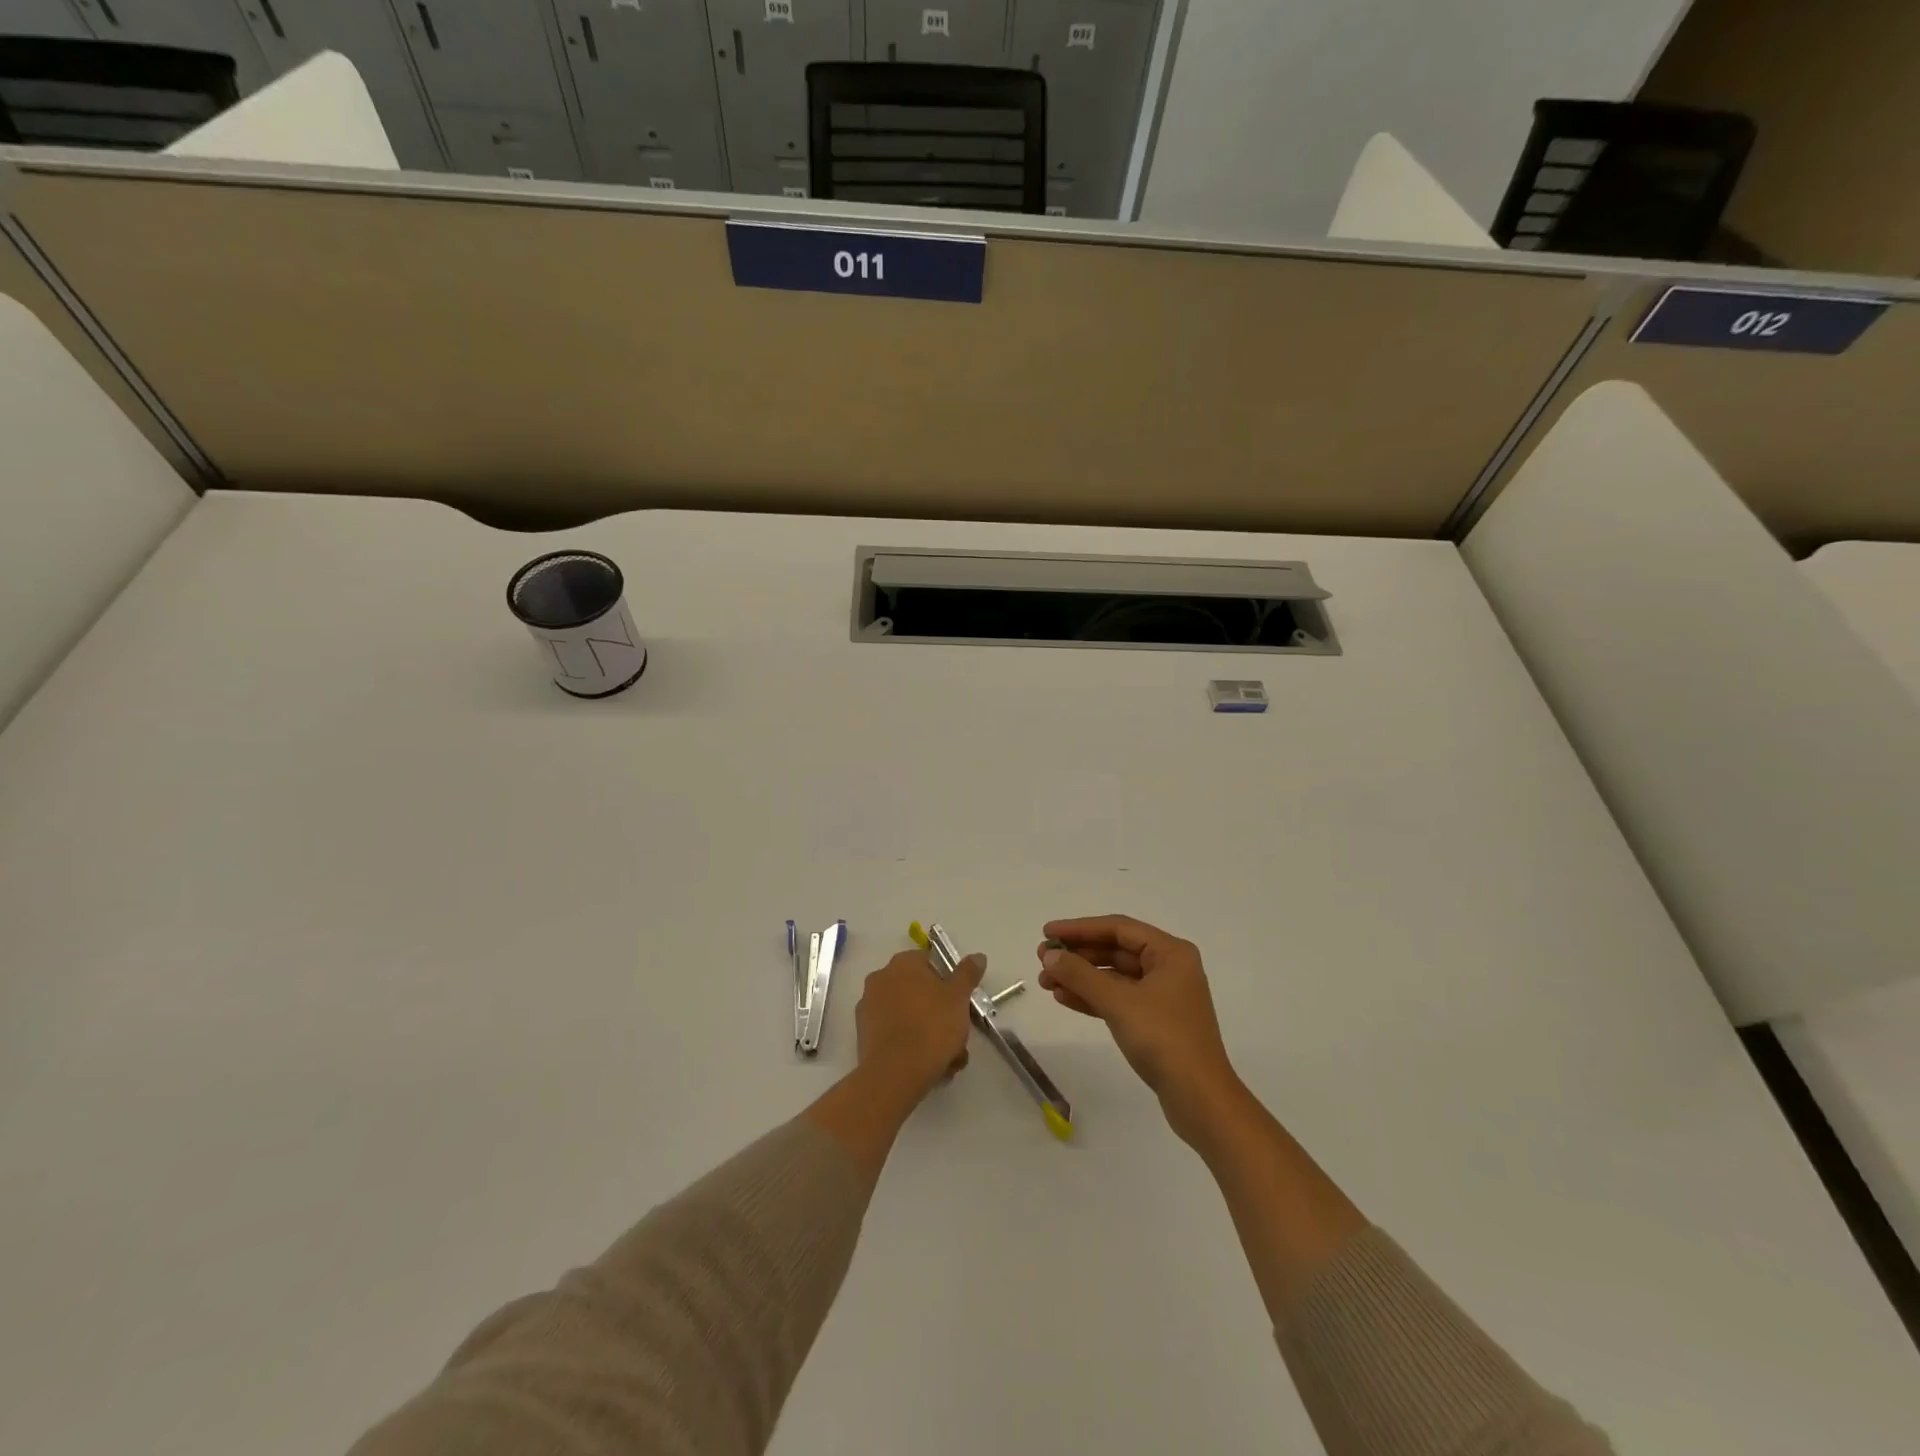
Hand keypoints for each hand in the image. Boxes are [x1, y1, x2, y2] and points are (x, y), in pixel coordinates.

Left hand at [855, 949, 984, 1100]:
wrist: (895, 1073)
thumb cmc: (931, 1027)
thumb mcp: (959, 998)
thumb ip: (968, 974)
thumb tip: (978, 956)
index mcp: (903, 963)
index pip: (930, 962)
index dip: (948, 982)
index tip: (960, 1003)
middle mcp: (881, 978)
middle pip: (918, 991)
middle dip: (939, 1012)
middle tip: (957, 1035)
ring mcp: (868, 1006)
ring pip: (908, 1015)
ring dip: (927, 1032)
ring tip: (947, 1059)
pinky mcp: (863, 1034)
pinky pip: (894, 1033)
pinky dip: (909, 1045)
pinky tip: (927, 1066)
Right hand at [1037, 916, 1242, 1144]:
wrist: (1200, 1099)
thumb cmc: (1163, 1039)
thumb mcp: (1118, 1002)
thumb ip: (1081, 975)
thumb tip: (1050, 956)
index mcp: (1170, 953)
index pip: (1118, 928)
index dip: (1080, 928)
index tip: (1047, 932)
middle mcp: (1169, 968)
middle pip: (1115, 950)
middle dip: (1078, 955)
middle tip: (1042, 959)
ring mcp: (1163, 996)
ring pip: (1114, 977)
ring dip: (1080, 978)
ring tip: (1045, 982)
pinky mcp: (1155, 1022)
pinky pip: (1118, 999)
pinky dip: (1092, 997)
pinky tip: (1064, 998)